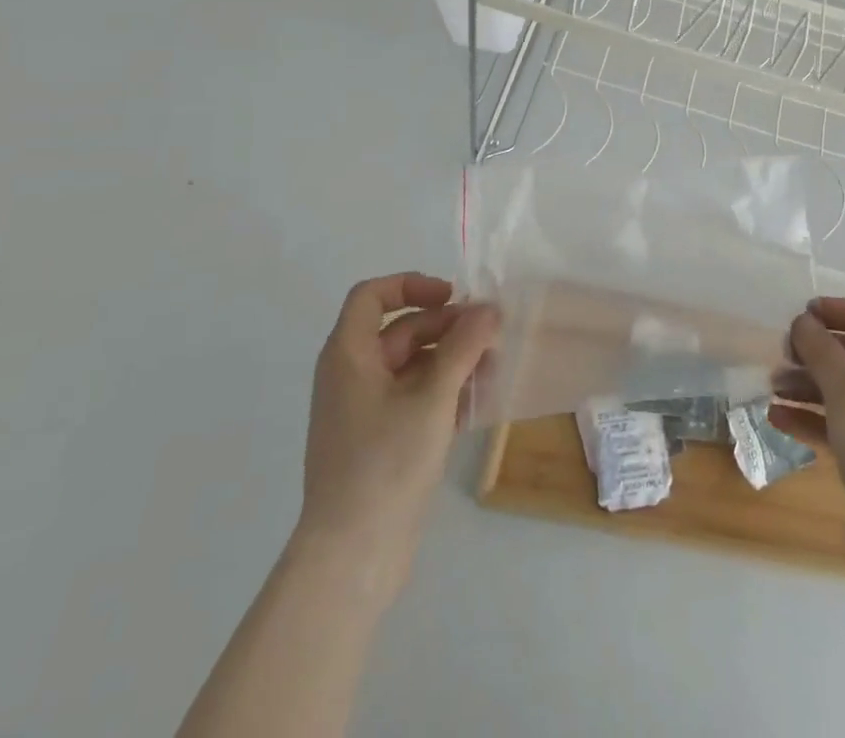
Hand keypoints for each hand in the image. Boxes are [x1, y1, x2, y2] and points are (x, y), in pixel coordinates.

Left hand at [296, 273, 497, 590]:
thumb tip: (489, 309)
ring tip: (495, 369)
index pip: (372, 296)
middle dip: (448, 327)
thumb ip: (463, 347)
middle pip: (402, 330)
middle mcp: (352, 375)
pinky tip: (480, 402)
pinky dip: (445, 392)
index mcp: (348, 356)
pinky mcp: (381, 440)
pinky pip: (415, 398)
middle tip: (492, 335)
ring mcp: (365, 411)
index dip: (411, 286)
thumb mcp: (432, 398)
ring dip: (454, 360)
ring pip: (414, 366)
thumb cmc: (385, 463)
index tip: (452, 297)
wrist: (351, 557)